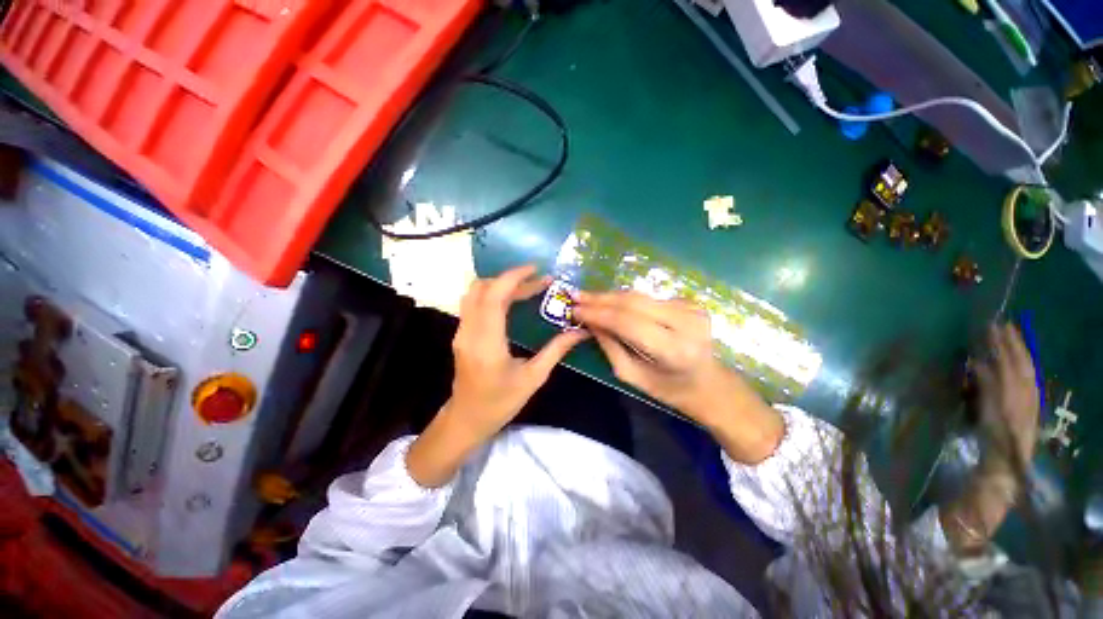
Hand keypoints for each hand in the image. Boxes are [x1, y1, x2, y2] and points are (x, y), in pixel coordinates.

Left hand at [407, 265, 587, 486]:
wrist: (467, 418)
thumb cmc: (501, 403)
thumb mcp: (533, 378)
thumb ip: (556, 351)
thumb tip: (580, 331)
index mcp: (487, 343)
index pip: (494, 296)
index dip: (513, 277)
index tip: (536, 270)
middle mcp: (469, 332)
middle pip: (482, 288)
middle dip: (511, 280)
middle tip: (539, 283)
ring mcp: (461, 331)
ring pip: (475, 293)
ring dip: (500, 285)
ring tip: (527, 289)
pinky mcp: (461, 333)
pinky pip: (473, 303)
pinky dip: (493, 294)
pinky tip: (512, 301)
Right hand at [573, 291, 782, 462]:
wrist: (710, 382)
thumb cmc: (669, 389)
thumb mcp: (633, 376)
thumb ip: (610, 346)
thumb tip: (588, 321)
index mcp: (673, 349)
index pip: (627, 322)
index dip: (598, 313)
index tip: (575, 309)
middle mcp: (685, 323)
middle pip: (633, 302)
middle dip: (601, 299)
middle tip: (576, 297)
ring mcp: (690, 309)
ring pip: (639, 296)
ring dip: (611, 296)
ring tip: (587, 298)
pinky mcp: (689, 302)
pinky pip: (648, 298)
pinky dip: (626, 299)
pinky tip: (610, 302)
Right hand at [974, 323, 1039, 474]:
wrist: (1009, 461)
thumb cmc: (996, 434)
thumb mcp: (989, 409)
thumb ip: (987, 384)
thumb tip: (977, 362)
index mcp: (1018, 389)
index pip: (1012, 360)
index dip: (1004, 343)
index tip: (995, 326)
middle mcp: (1027, 389)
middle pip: (1023, 362)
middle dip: (1014, 344)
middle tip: (1004, 326)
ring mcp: (1029, 397)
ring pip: (1027, 369)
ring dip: (1019, 353)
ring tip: (1011, 338)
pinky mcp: (1028, 405)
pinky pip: (1028, 380)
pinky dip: (1023, 367)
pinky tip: (1019, 364)